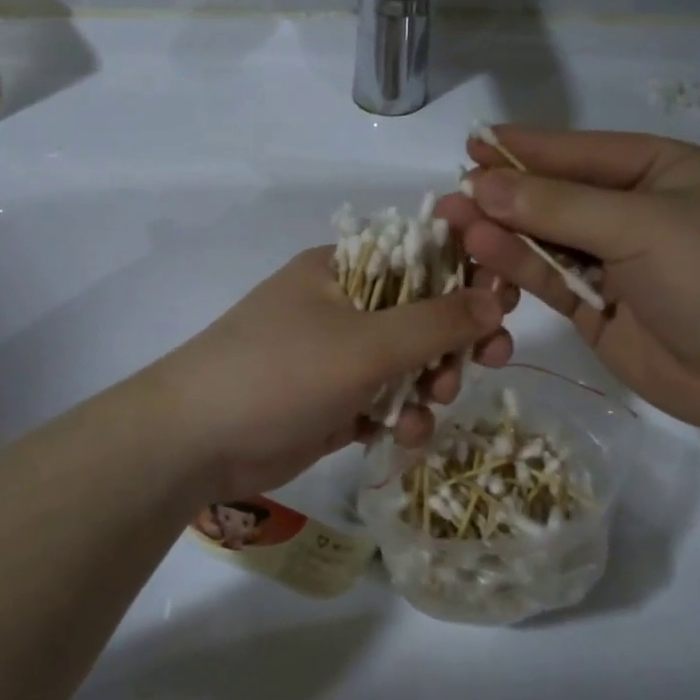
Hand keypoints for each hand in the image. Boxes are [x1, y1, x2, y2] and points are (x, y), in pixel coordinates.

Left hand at [147, 247, 514, 501]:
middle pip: (421, 314)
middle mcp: (342, 306)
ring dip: (428, 385)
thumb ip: (436, 322)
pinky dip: (401, 417)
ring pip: (407, 364)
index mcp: (343, 270)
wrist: (195, 442)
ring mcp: (336, 358)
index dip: (467, 275)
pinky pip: (385, 402)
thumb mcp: (365, 344)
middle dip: (453, 342)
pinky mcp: (333, 403)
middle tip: (488, 359)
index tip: (504, 301)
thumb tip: (496, 298)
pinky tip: (403, 437)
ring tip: (429, 407)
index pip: (420, 256)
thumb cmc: (280, 373)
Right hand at [437, 127, 699, 434]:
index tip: (471, 145)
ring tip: (454, 226)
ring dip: (503, 233)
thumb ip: (556, 207)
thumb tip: (481, 185)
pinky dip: (517, 268)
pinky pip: (548, 278)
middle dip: (505, 196)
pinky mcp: (596, 306)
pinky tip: (484, 255)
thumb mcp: (640, 227)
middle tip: (451, 197)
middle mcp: (632, 209)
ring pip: (544, 239)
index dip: (524, 149)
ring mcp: (613, 260)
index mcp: (658, 170)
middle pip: (555, 196)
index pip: (578, 151)